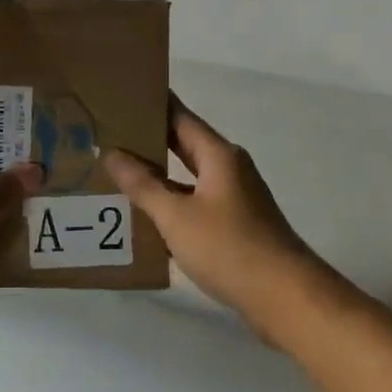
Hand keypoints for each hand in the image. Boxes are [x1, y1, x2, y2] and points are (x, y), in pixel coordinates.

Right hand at [104, 96, 325, 334]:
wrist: (284, 297)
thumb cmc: (229, 248)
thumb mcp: (176, 216)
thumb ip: (143, 185)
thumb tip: (112, 153)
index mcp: (219, 156)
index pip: (180, 116)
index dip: (152, 104)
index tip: (121, 94)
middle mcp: (229, 169)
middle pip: (183, 144)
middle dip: (148, 139)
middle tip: (107, 133)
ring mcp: (234, 198)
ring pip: (187, 177)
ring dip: (156, 175)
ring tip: (115, 173)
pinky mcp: (234, 225)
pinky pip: (194, 203)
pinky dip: (170, 204)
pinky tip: (143, 216)